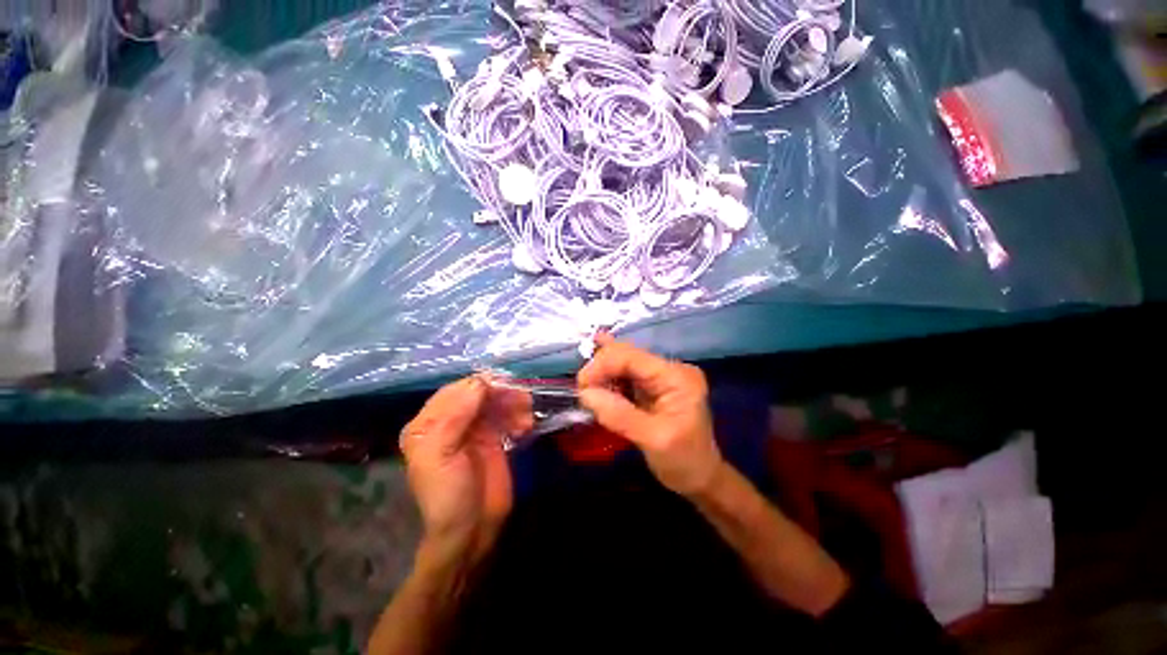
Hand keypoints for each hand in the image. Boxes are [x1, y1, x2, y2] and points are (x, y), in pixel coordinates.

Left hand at [399, 377, 532, 561]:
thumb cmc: (448, 494)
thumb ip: (455, 416)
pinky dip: (519, 416)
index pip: (454, 391)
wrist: (472, 530)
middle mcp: (450, 421)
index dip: (478, 385)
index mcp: (428, 424)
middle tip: (523, 399)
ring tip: (527, 415)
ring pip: (496, 403)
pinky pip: (508, 416)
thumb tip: (480, 382)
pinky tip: (527, 426)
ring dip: (514, 404)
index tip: (503, 385)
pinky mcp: (494, 437)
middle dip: (501, 394)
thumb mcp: (441, 456)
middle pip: (478, 394)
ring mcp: (474, 429)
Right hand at [577, 335, 723, 496]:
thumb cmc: (684, 462)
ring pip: (622, 363)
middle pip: (626, 356)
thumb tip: (585, 394)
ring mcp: (660, 376)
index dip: (602, 364)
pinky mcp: (652, 386)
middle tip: (582, 391)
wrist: (699, 478)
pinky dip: (608, 379)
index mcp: (676, 376)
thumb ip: (620, 415)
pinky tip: (594, 377)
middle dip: (600, 368)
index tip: (581, 386)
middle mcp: (669, 369)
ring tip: (586, 390)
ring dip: (602, 374)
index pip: (632, 357)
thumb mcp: (653, 441)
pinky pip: (625, 376)